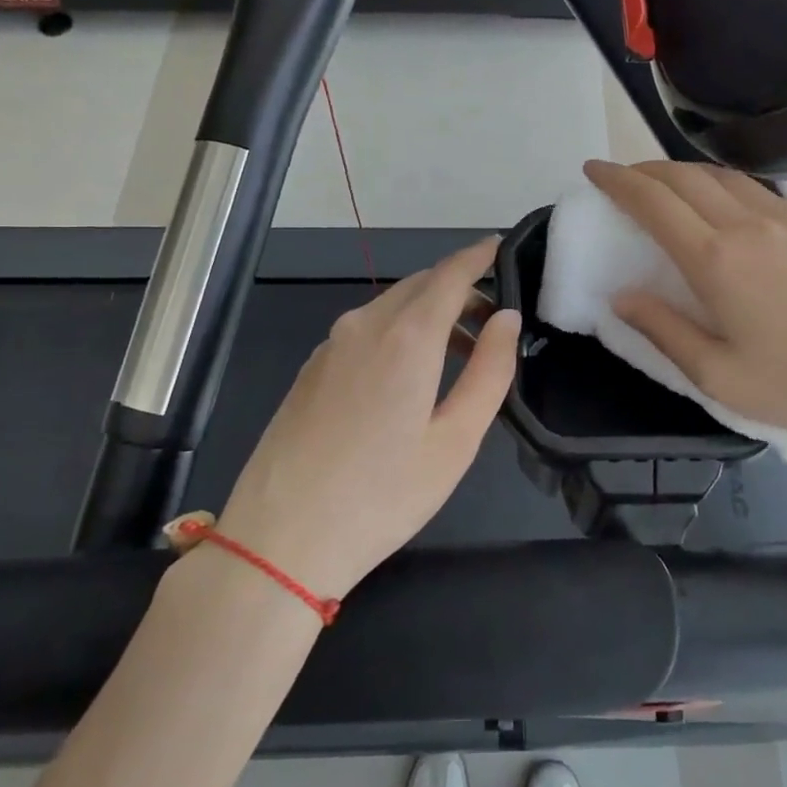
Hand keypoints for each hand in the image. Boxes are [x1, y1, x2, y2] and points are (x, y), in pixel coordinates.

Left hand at [171, 238, 519, 600]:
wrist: (280, 540)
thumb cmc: (382, 495)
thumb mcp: (455, 440)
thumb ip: (489, 372)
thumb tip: (506, 318)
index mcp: (406, 336)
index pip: (450, 274)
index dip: (478, 256)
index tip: (500, 246)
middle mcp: (364, 325)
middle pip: (419, 285)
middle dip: (458, 288)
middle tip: (492, 318)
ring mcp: (330, 346)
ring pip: (390, 306)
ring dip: (428, 313)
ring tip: (459, 352)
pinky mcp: (311, 369)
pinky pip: (364, 329)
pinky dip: (397, 331)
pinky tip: (407, 375)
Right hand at [582, 160, 786, 454]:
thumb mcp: (720, 375)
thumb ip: (664, 331)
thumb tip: (621, 296)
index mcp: (717, 261)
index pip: (654, 203)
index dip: (617, 181)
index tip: (593, 170)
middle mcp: (749, 225)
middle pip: (684, 177)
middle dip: (644, 169)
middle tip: (621, 179)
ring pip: (721, 176)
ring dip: (682, 172)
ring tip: (663, 186)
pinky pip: (756, 189)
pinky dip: (721, 183)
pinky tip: (721, 202)